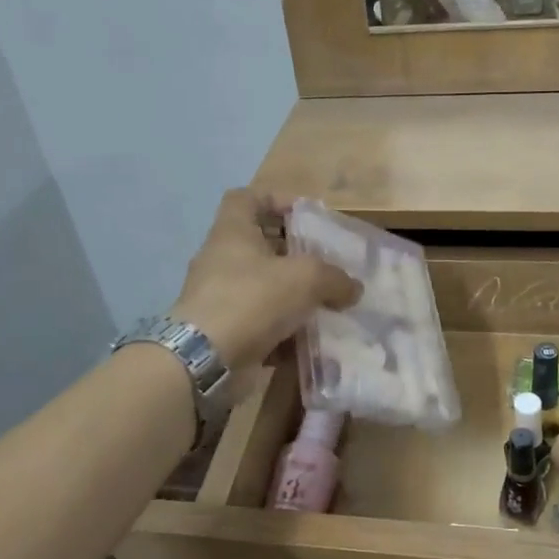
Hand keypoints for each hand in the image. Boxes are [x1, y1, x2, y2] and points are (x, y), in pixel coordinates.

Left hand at [170, 191, 360, 368]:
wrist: (205, 360)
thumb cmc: (252, 299)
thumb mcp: (305, 278)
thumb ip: (334, 278)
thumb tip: (353, 288)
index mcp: (232, 232)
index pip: (246, 198)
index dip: (276, 200)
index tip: (306, 216)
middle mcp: (222, 260)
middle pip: (259, 245)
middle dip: (294, 254)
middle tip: (326, 264)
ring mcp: (219, 297)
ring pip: (263, 287)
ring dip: (293, 295)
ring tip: (326, 304)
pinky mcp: (224, 331)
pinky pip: (260, 323)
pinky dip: (283, 330)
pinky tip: (311, 340)